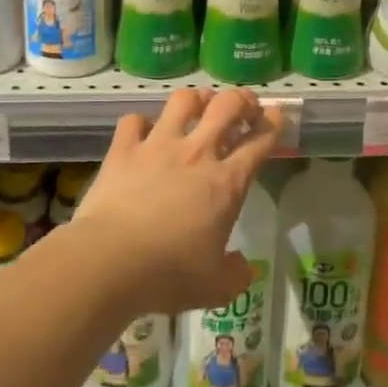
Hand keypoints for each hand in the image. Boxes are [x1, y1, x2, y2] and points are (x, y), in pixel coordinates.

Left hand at [74, 87, 283, 316]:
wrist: (111, 260)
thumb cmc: (169, 274)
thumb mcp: (215, 287)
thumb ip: (236, 274)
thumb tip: (244, 266)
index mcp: (226, 183)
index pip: (259, 142)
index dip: (273, 125)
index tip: (276, 117)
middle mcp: (196, 154)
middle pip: (227, 106)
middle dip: (241, 99)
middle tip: (244, 106)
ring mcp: (158, 145)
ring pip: (183, 101)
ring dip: (196, 98)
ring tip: (199, 104)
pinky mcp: (123, 148)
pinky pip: (135, 120)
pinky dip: (141, 123)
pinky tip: (143, 132)